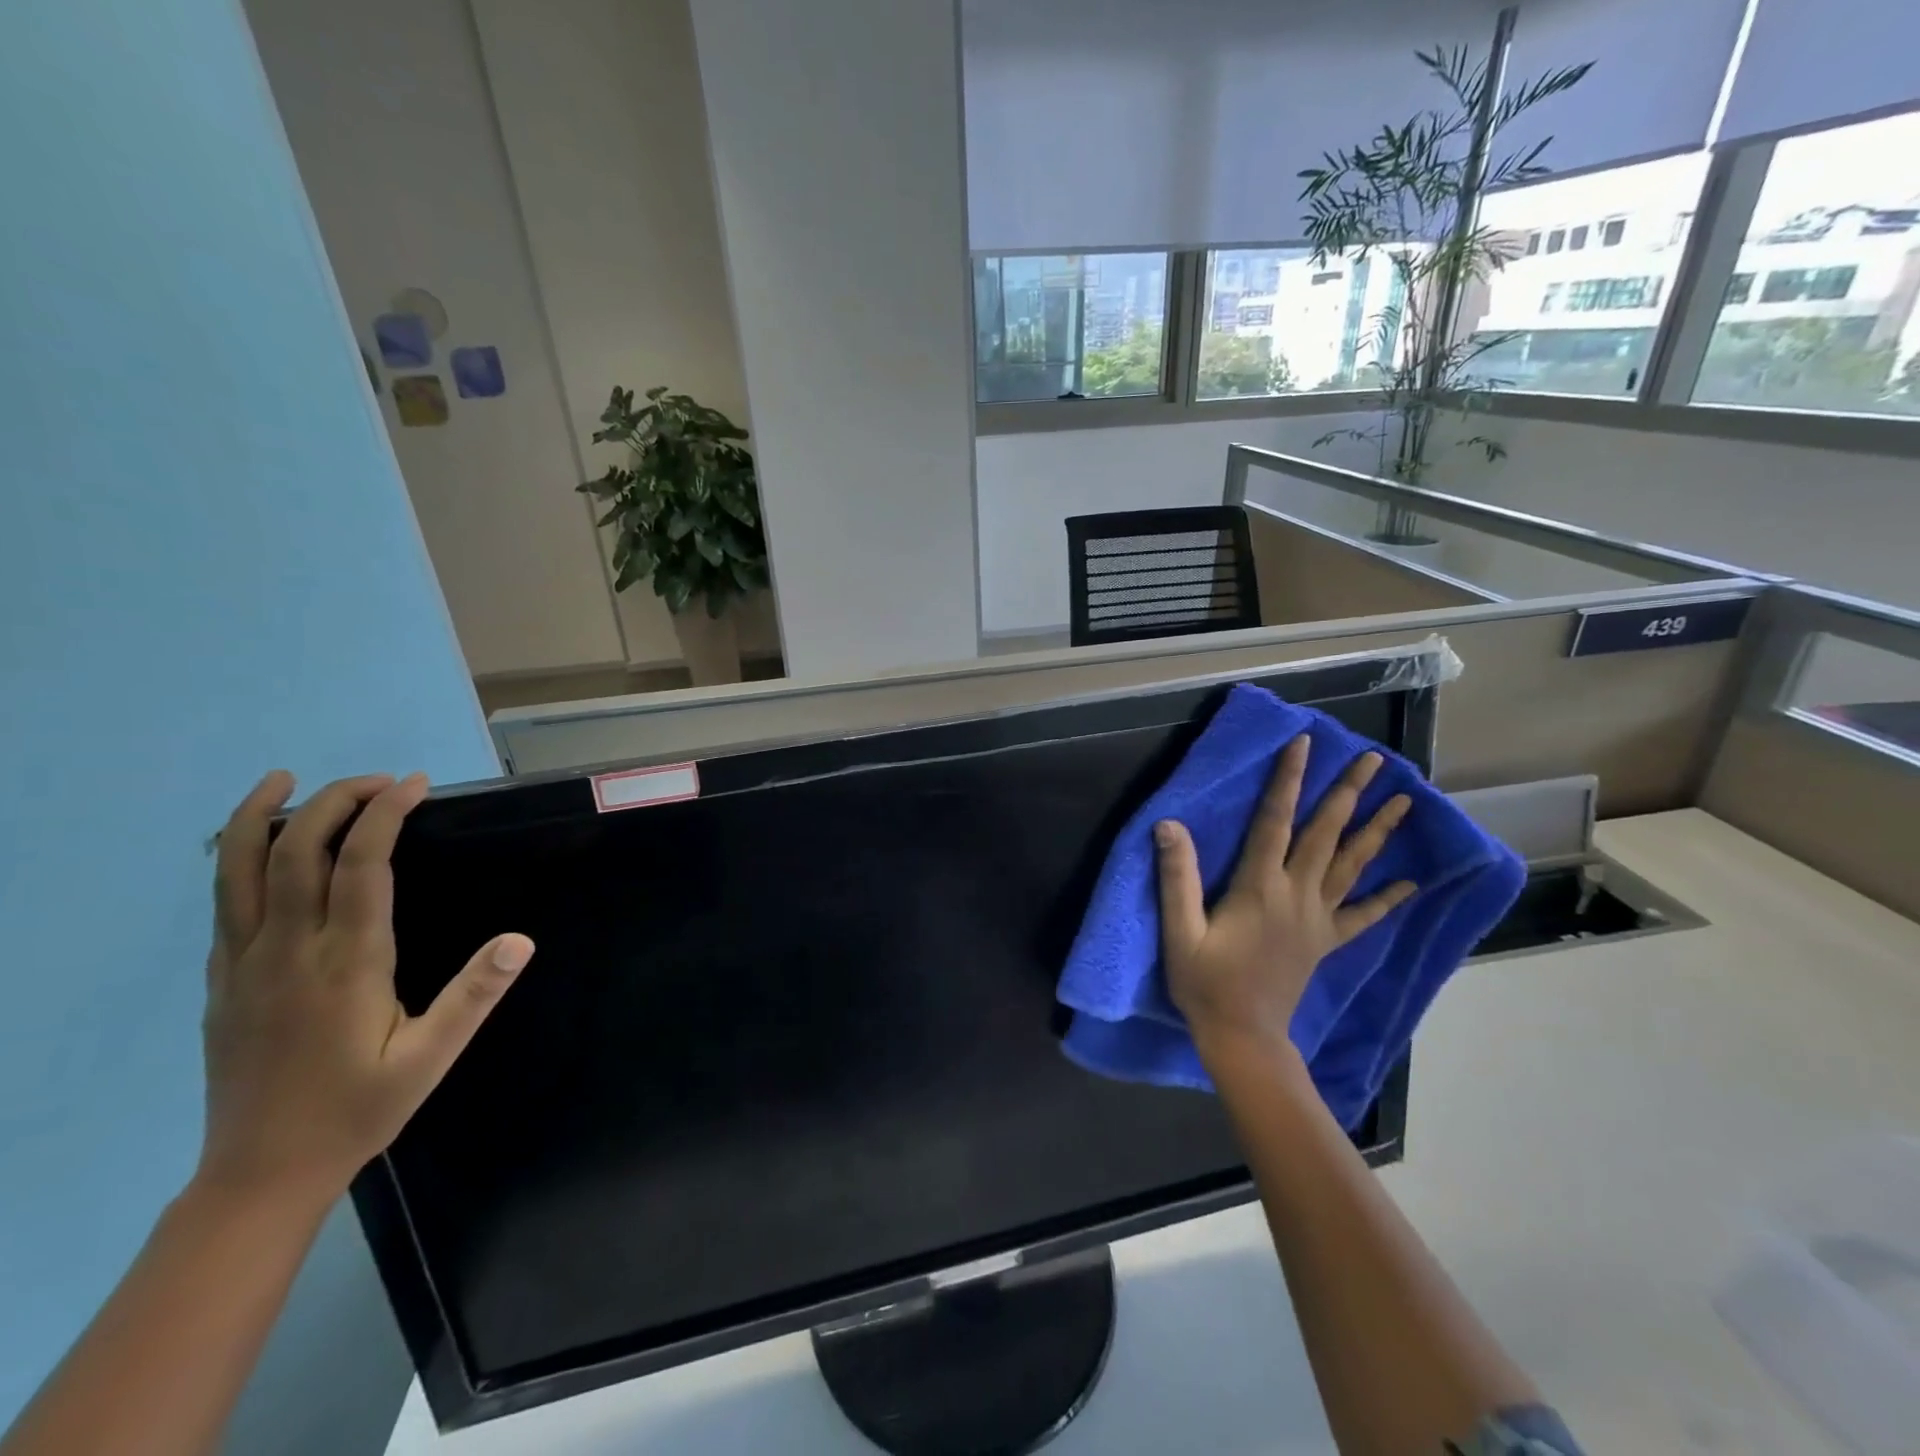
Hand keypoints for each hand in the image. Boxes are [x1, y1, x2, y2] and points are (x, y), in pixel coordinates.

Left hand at [198, 771, 534, 1207]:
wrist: (258, 1174)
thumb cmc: (357, 1110)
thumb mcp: (429, 1058)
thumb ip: (473, 995)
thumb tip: (520, 939)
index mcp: (345, 963)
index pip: (362, 865)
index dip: (385, 815)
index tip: (414, 784)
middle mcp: (287, 950)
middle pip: (294, 852)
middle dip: (334, 802)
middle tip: (379, 781)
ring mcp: (244, 963)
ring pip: (236, 870)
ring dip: (262, 817)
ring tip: (285, 779)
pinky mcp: (223, 979)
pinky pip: (223, 901)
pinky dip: (236, 858)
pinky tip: (258, 847)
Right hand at [1154, 736, 1414, 1054]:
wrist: (1243, 1037)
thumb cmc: (1205, 982)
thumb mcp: (1180, 930)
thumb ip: (1177, 877)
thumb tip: (1169, 824)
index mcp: (1259, 887)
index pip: (1275, 820)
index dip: (1288, 780)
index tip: (1304, 744)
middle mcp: (1296, 895)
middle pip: (1326, 834)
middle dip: (1348, 793)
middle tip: (1374, 759)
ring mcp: (1317, 920)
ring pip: (1352, 866)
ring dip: (1377, 831)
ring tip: (1404, 801)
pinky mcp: (1325, 942)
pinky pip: (1362, 916)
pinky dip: (1386, 898)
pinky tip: (1409, 882)